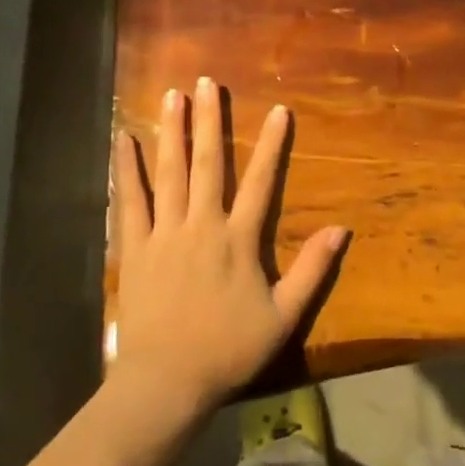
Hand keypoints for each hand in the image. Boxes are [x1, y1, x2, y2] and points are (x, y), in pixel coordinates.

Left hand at [112, 77, 347, 415]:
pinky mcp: (135, 247)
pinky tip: (123, 140)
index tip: (278, 109)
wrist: (166, 383)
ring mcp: (165, 232)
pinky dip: (127, 169)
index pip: (261, 181)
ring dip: (172, 131)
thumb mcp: (283, 316)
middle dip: (209, 119)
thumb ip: (312, 270)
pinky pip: (131, 201)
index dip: (272, 144)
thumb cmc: (228, 350)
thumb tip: (341, 228)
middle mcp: (202, 224)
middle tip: (206, 82)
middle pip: (208, 162)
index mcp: (238, 239)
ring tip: (171, 95)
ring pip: (170, 172)